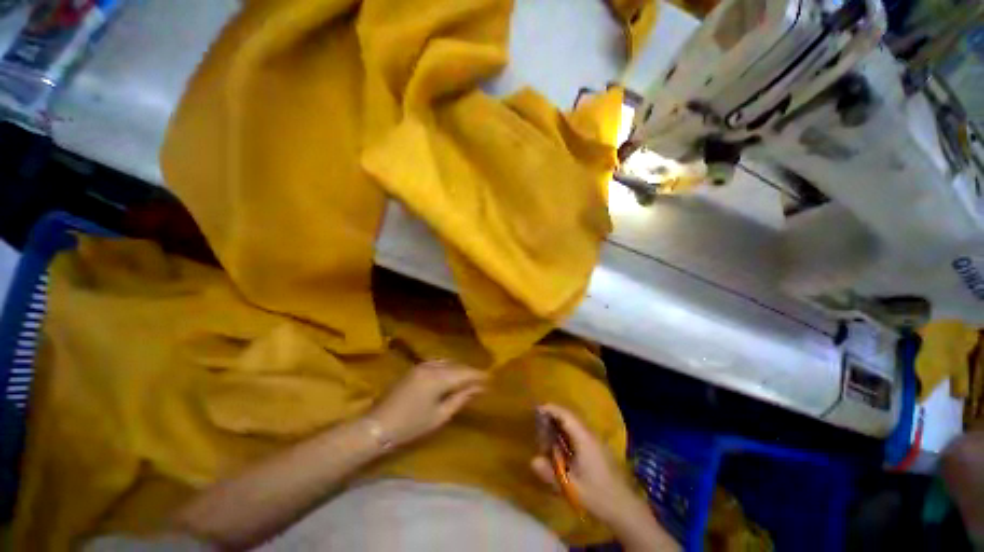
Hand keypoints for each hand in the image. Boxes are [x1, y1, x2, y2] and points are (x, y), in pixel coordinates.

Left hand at [368, 360, 487, 447]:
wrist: (377, 426)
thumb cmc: (410, 426)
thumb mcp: (439, 416)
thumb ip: (460, 399)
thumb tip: (478, 388)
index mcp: (438, 378)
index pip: (464, 373)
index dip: (479, 375)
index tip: (491, 378)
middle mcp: (431, 366)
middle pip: (456, 365)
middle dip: (470, 372)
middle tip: (482, 380)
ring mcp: (421, 365)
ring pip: (447, 362)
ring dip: (459, 369)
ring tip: (469, 379)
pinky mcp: (414, 368)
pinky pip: (437, 363)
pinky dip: (448, 367)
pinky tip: (451, 375)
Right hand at [530, 404, 646, 524]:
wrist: (624, 507)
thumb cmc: (597, 494)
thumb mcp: (571, 486)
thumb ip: (550, 473)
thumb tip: (533, 460)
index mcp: (584, 438)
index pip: (566, 415)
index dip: (551, 409)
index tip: (537, 409)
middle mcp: (590, 435)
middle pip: (570, 417)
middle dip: (553, 416)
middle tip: (538, 422)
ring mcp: (595, 441)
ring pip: (574, 425)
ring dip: (560, 424)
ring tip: (545, 431)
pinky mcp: (597, 449)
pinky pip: (578, 433)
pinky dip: (566, 432)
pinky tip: (560, 444)